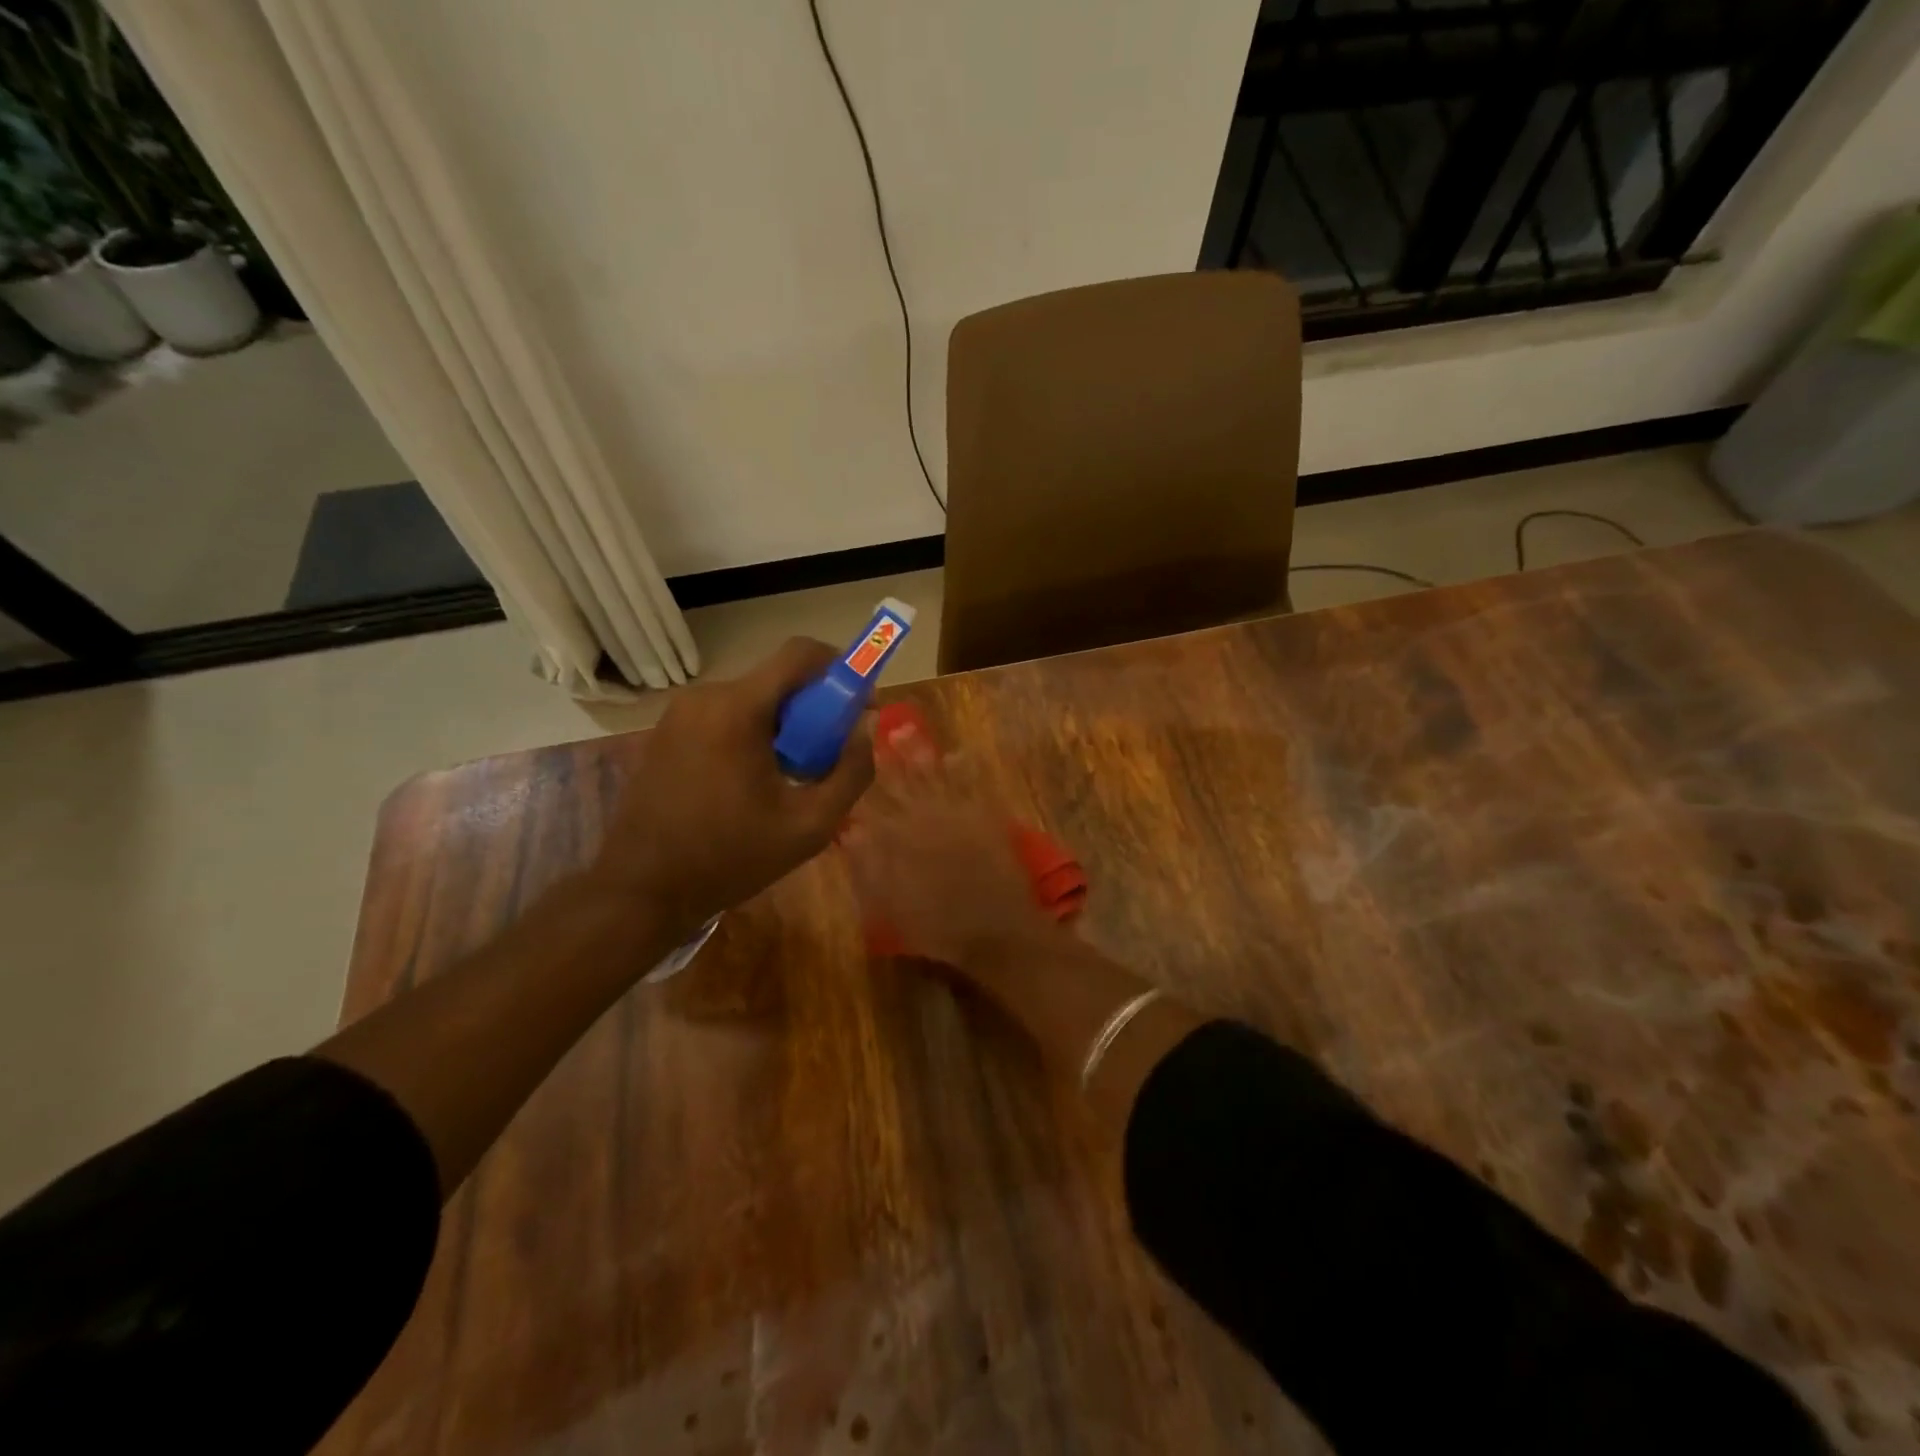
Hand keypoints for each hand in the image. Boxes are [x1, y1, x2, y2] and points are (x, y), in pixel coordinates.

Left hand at [591, 639, 874, 941]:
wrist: (641, 890)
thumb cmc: (730, 858)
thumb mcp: (810, 825)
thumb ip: (851, 771)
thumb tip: (865, 727)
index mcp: (737, 709)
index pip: (800, 653)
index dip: (841, 668)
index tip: (860, 705)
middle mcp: (705, 697)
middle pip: (778, 680)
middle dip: (814, 709)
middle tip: (828, 756)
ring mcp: (679, 713)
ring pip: (752, 700)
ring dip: (783, 726)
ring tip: (791, 777)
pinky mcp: (666, 732)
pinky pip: (725, 717)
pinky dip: (752, 735)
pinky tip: (753, 783)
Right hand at [840, 730, 1059, 967]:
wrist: (997, 930)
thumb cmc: (940, 927)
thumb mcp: (892, 905)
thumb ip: (869, 866)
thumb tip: (852, 833)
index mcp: (898, 840)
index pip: (873, 805)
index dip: (860, 781)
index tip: (849, 759)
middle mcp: (925, 819)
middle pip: (902, 783)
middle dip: (889, 757)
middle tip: (877, 729)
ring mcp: (958, 815)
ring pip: (934, 777)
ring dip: (919, 754)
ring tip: (907, 730)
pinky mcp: (986, 818)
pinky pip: (972, 785)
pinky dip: (964, 769)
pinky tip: (958, 754)